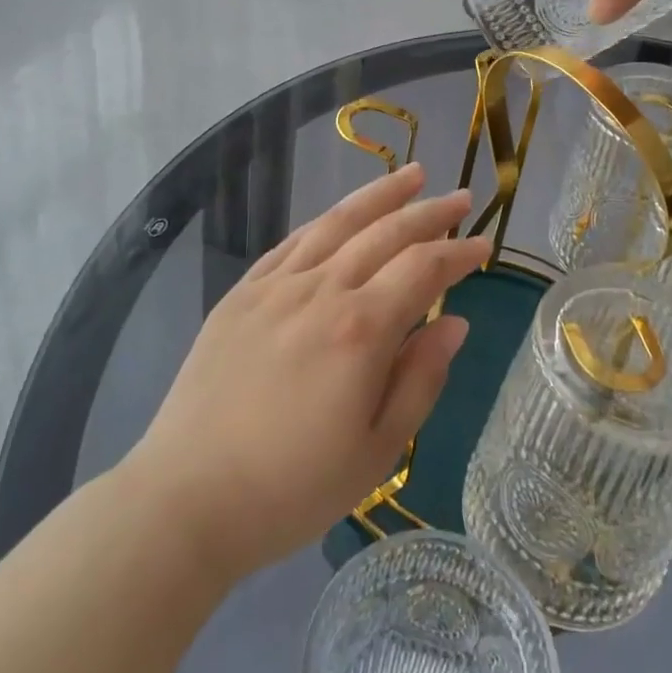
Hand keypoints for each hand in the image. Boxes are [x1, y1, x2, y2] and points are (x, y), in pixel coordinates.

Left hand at [129, 164, 491, 581]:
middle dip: (429, 212)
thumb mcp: (378, 450)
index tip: (484, 245)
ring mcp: (277, 286)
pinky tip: (341, 214)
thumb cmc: (292, 488)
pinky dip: (326, 221)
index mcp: (361, 329)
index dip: (458, 254)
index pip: (423, 269)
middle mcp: (321, 290)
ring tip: (412, 174)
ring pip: (338, 222)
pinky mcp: (242, 293)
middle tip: (460, 198)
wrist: (187, 499)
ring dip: (380, 195)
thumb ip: (421, 378)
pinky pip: (293, 242)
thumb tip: (455, 323)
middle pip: (386, 233)